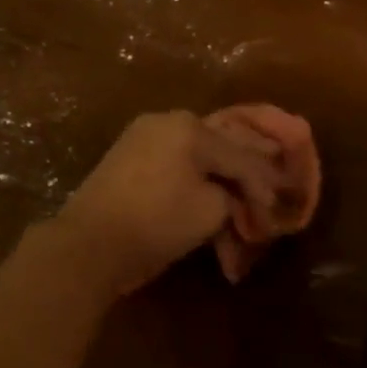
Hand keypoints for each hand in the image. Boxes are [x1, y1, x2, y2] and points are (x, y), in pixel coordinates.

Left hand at [53, 111, 283, 296]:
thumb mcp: (212, 210)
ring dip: (221, 180)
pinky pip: (175, 164)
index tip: (278, 209)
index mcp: (191, 127)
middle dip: (246, 175)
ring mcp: (143, 137)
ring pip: (198, 157)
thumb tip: (235, 194)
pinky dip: (195, 182)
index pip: (242, 156)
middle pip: (221, 148)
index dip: (264, 185)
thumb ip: (234, 193)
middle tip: (269, 193)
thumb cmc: (158, 222)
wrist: (88, 245)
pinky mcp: (128, 159)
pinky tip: (210, 195)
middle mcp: (167, 122)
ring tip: (240, 202)